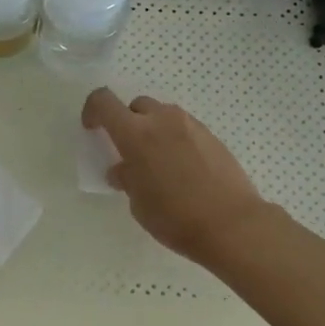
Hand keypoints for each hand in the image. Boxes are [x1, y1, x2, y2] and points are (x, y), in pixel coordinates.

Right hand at [83, 89, 271, 265]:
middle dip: (127, 123)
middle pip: (135, 105)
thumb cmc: (175, 217)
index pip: (103, 101)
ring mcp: (190, 125)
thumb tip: (123, 170)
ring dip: (153, 129)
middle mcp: (162, 120)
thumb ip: (127, 178)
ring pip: (162, 114)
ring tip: (158, 162)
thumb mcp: (139, 204)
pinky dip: (175, 139)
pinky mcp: (211, 135)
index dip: (92, 111)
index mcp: (135, 133)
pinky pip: (184, 128)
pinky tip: (182, 168)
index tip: (93, 129)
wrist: (232, 224)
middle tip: (129, 152)